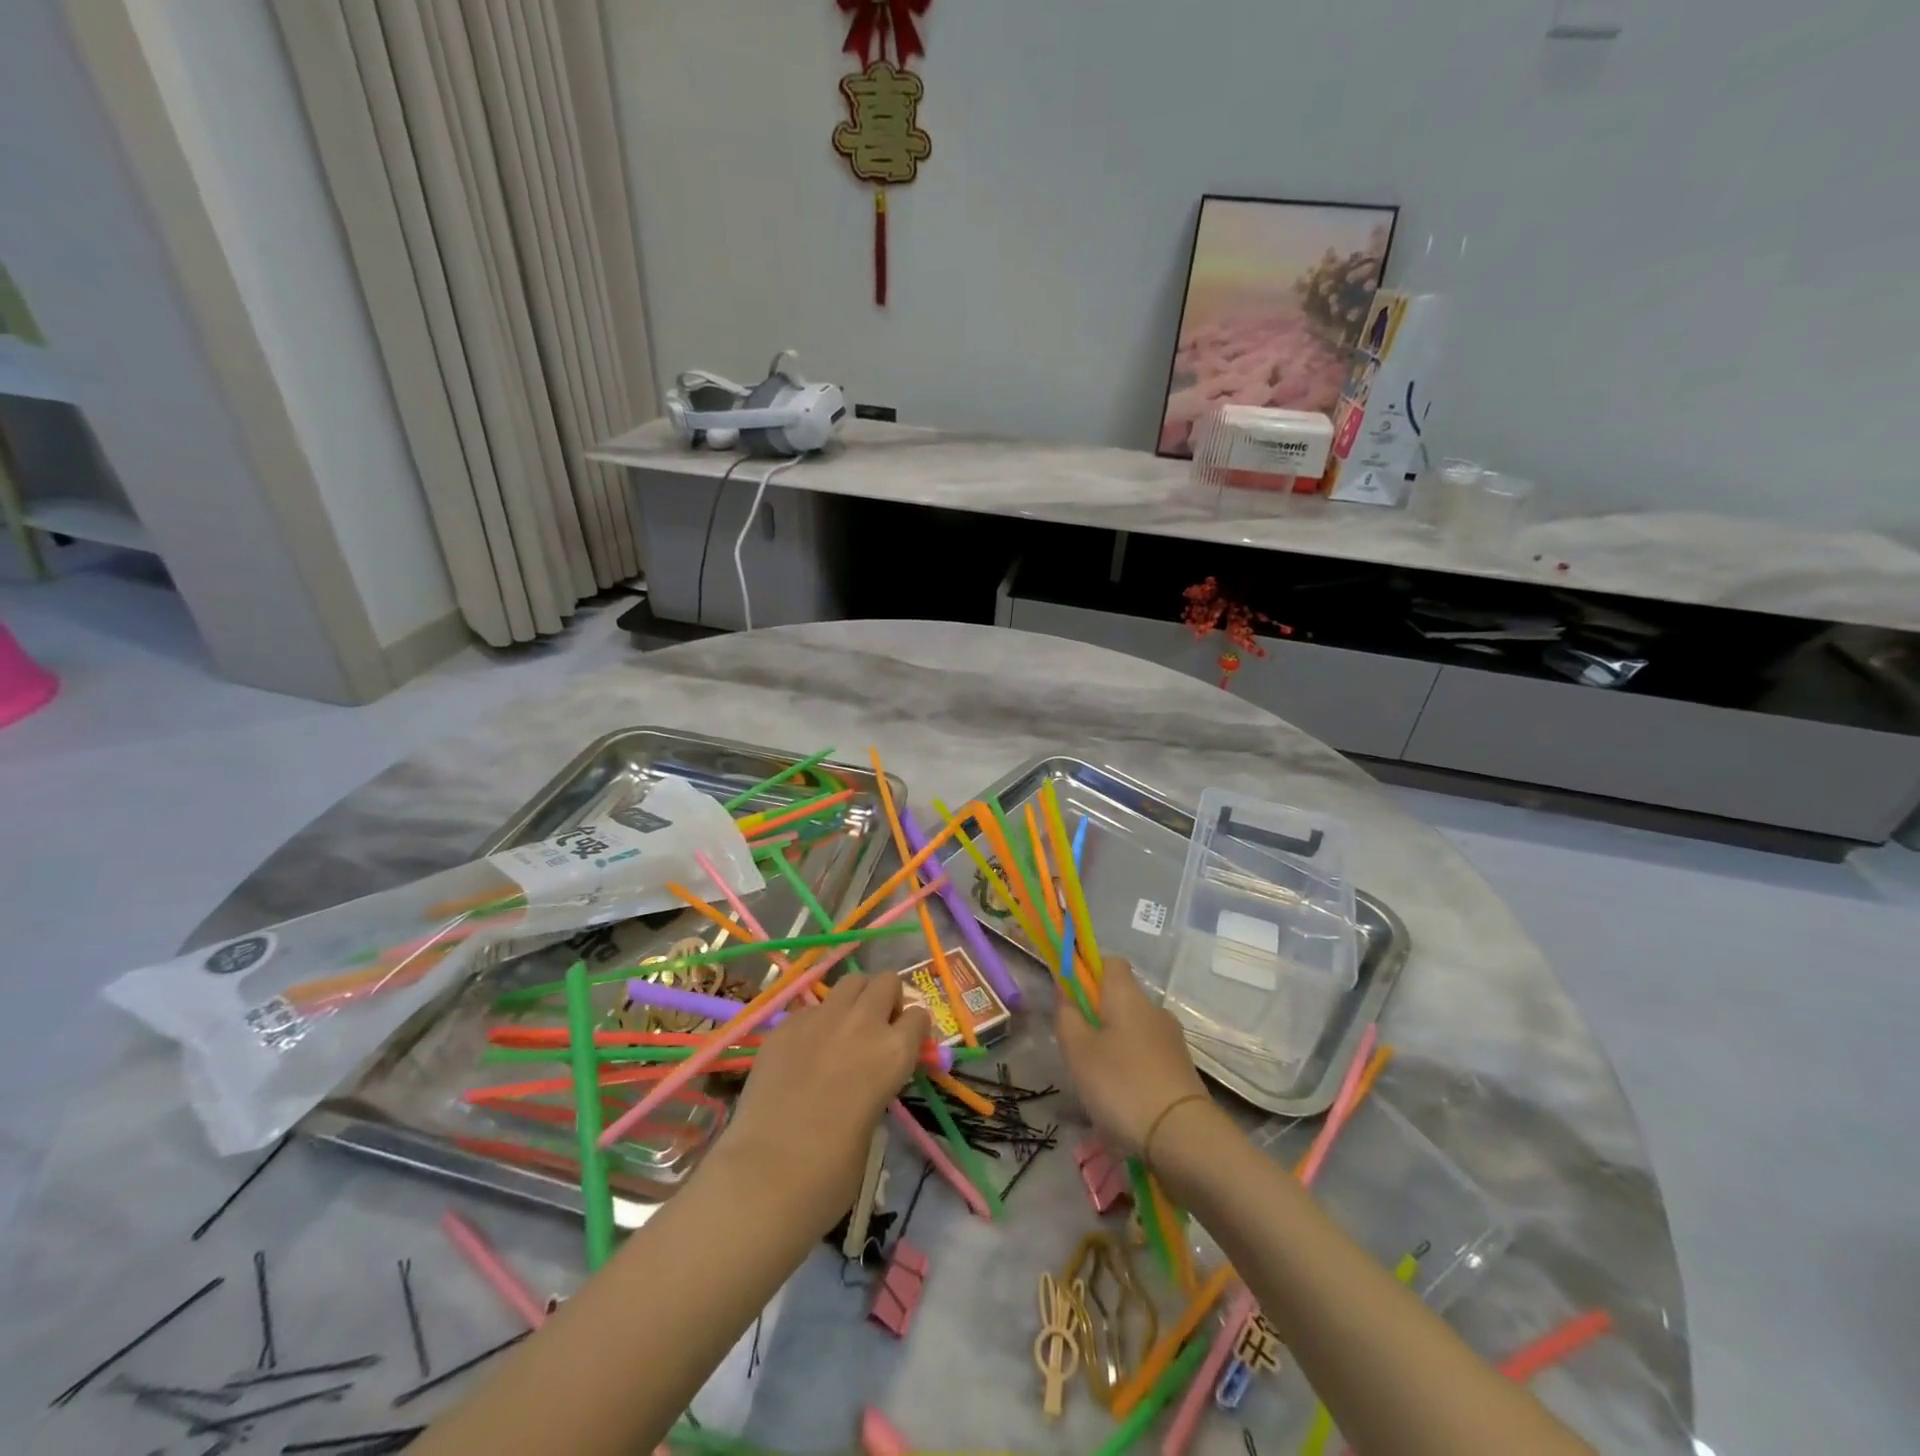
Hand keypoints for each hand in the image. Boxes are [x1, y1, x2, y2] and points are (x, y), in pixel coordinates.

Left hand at [713, 972, 928, 1229]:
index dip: (913, 1029)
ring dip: (855, 997)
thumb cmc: (832, 1171)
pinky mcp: (786, 1023)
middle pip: (886, 981)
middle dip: (886, 997)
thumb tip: (869, 1074)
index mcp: (894, 1051)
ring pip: (850, 981)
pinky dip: (816, 1020)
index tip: (906, 1042)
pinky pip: (811, 1007)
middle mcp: (863, 1023)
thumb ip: (878, 1083)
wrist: (768, 1173)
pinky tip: (804, 1050)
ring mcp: (821, 1017)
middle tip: (877, 1026)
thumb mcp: (874, 1122)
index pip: (918, 1016)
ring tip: (844, 1027)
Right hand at [1056, 956, 1209, 1157]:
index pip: (1110, 962)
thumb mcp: (1078, 1051)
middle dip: (1097, 1016)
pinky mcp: (1181, 1069)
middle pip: (1121, 999)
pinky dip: (1132, 1068)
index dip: (1088, 972)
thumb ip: (1067, 1016)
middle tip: (1077, 1048)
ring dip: (1114, 1046)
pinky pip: (1147, 1056)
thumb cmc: (1122, 1084)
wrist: (1183, 1137)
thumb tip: (1065, 990)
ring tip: (1097, 1081)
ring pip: (1133, 1030)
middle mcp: (1154, 1010)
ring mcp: (1172, 1040)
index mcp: (1128, 996)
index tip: (1071, 998)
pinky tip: (1122, 1099)